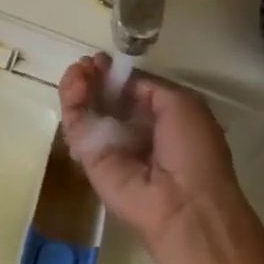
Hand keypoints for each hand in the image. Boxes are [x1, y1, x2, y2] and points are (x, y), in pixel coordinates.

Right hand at [58, 54, 246, 254]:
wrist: (183, 204)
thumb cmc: (192, 150)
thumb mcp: (182, 104)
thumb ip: (148, 86)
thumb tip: (120, 79)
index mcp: (159, 117)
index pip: (128, 89)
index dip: (114, 73)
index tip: (102, 60)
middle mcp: (132, 130)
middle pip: (102, 96)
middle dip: (92, 76)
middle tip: (86, 64)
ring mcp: (108, 144)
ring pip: (85, 108)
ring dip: (78, 85)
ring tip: (78, 72)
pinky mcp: (88, 158)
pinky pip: (76, 126)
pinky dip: (71, 104)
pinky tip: (75, 86)